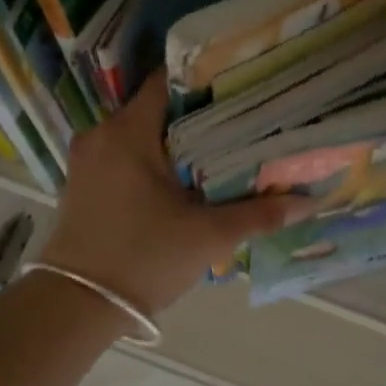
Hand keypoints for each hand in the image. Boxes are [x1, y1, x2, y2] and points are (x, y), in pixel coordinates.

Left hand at [39, 73, 309, 317]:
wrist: (76, 306)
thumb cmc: (143, 258)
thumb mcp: (208, 235)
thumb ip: (259, 214)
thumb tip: (309, 202)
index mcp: (128, 132)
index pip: (168, 80)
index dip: (206, 79)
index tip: (240, 85)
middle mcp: (102, 135)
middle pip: (157, 108)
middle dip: (198, 113)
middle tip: (242, 119)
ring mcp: (88, 160)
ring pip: (141, 134)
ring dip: (176, 140)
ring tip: (220, 146)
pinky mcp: (83, 184)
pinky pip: (125, 156)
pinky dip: (154, 159)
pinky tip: (184, 176)